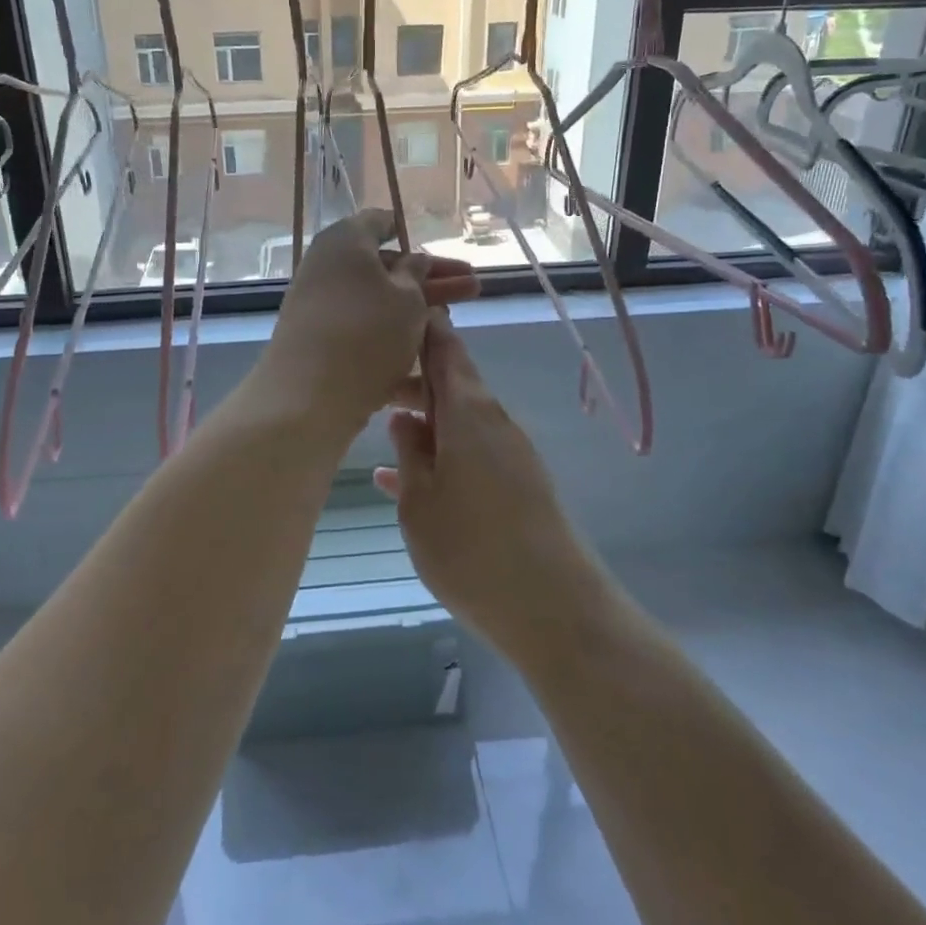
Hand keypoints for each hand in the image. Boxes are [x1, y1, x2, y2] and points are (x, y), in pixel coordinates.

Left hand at [257, 210, 478, 432]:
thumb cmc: (367, 333)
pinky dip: (393, 334)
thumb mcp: (407, 298)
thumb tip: (414, 260)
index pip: (380, 222)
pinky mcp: (321, 340)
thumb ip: (416, 273)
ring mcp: (321, 305)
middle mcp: (328, 266)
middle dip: (430, 278)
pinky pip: (363, 328)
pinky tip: (427, 352)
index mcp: (345, 241)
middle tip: (473, 287)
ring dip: (416, 309)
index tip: (438, 244)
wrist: (308, 396)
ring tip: (455, 321)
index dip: (409, 231)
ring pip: (377, 300)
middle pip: (385, 266)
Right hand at [375, 312, 607, 656]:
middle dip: (413, 380)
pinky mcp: (518, 482)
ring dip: (425, 417)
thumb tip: (404, 418)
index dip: (422, 327)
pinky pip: (472, 450)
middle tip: (370, 387)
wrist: (554, 608)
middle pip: (452, 382)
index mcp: (468, 411)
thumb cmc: (472, 550)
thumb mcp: (420, 503)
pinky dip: (442, 453)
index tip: (394, 316)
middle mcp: (493, 420)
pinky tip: (407, 479)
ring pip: (459, 418)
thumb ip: (409, 454)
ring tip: (383, 427)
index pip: (445, 347)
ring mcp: (509, 452)